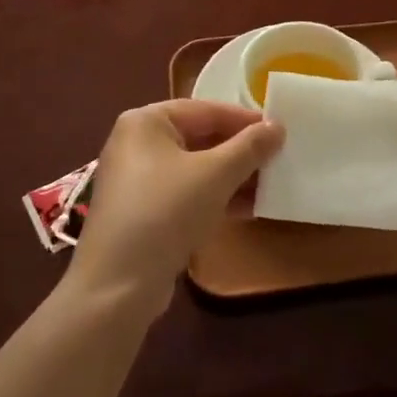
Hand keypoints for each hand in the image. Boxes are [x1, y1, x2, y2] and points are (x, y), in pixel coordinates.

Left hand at [66, 100, 282, 320]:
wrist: (117, 287)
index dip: (245, 120)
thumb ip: (249, 147)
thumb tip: (278, 126)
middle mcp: (137, 143)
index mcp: (146, 121)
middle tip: (278, 158)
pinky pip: (186, 193)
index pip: (206, 110)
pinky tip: (248, 209)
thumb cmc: (166, 212)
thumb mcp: (215, 175)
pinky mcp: (144, 212)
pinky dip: (214, 197)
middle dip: (240, 151)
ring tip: (270, 184)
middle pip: (200, 138)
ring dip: (232, 177)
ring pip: (195, 168)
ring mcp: (138, 180)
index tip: (280, 130)